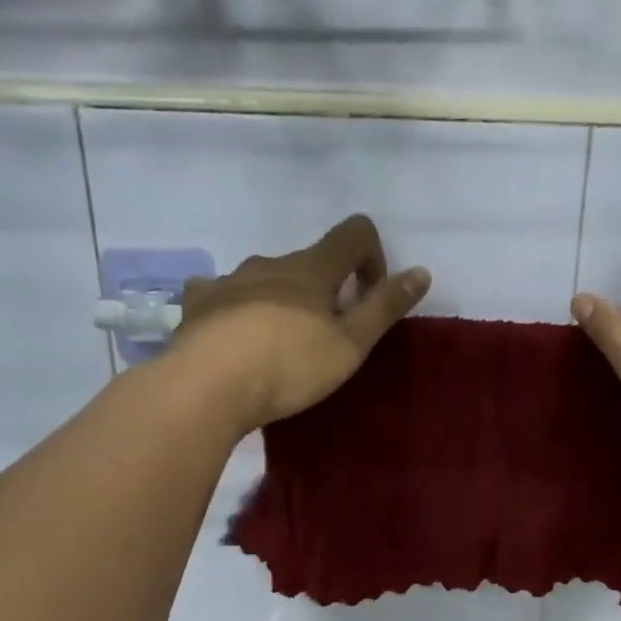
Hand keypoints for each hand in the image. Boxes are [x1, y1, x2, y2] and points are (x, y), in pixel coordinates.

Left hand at [168, 214, 430, 430]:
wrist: (208, 386)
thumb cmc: (289, 367)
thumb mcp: (349, 346)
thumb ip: (385, 308)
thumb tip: (421, 271)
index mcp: (312, 269)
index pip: (354, 234)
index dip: (372, 258)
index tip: (367, 298)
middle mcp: (270, 263)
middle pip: (309, 262)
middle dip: (325, 291)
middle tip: (324, 339)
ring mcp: (230, 279)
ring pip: (266, 278)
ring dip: (282, 301)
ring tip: (278, 347)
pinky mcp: (199, 303)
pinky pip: (222, 294)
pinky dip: (235, 308)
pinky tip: (233, 337)